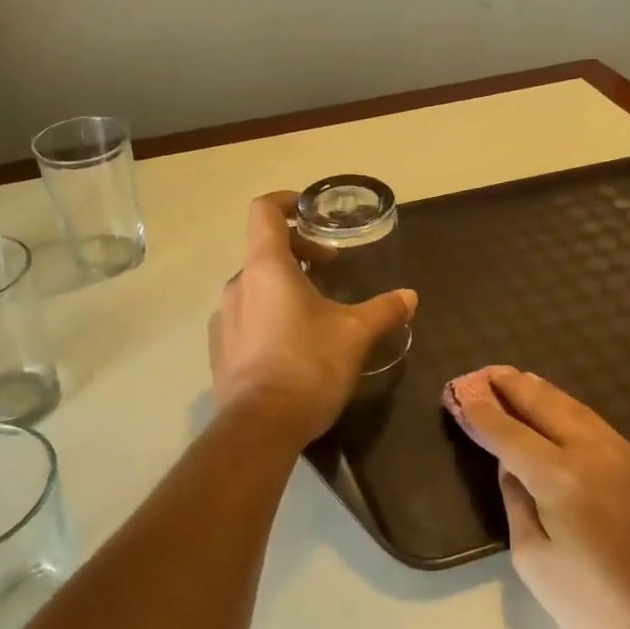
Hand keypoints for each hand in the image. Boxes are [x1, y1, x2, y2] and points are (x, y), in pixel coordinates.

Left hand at [209, 192, 417, 444]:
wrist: (260, 426)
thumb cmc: (308, 366)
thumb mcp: (355, 335)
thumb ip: (383, 310)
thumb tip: (409, 296)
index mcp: (266, 268)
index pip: (264, 211)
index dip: (286, 201)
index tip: (310, 211)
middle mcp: (238, 285)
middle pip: (264, 250)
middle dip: (299, 251)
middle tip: (329, 269)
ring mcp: (223, 317)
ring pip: (255, 286)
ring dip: (283, 286)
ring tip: (314, 311)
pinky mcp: (220, 348)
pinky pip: (245, 316)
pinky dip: (267, 314)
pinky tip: (290, 344)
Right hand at [445, 367, 629, 628]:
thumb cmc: (599, 605)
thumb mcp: (535, 562)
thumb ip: (518, 504)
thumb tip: (511, 466)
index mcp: (559, 477)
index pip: (509, 433)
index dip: (481, 412)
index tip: (460, 393)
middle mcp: (593, 454)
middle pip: (544, 405)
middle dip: (510, 387)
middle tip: (485, 372)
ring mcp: (628, 458)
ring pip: (577, 410)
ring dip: (543, 392)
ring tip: (520, 379)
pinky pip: (600, 427)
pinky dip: (572, 411)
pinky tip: (563, 413)